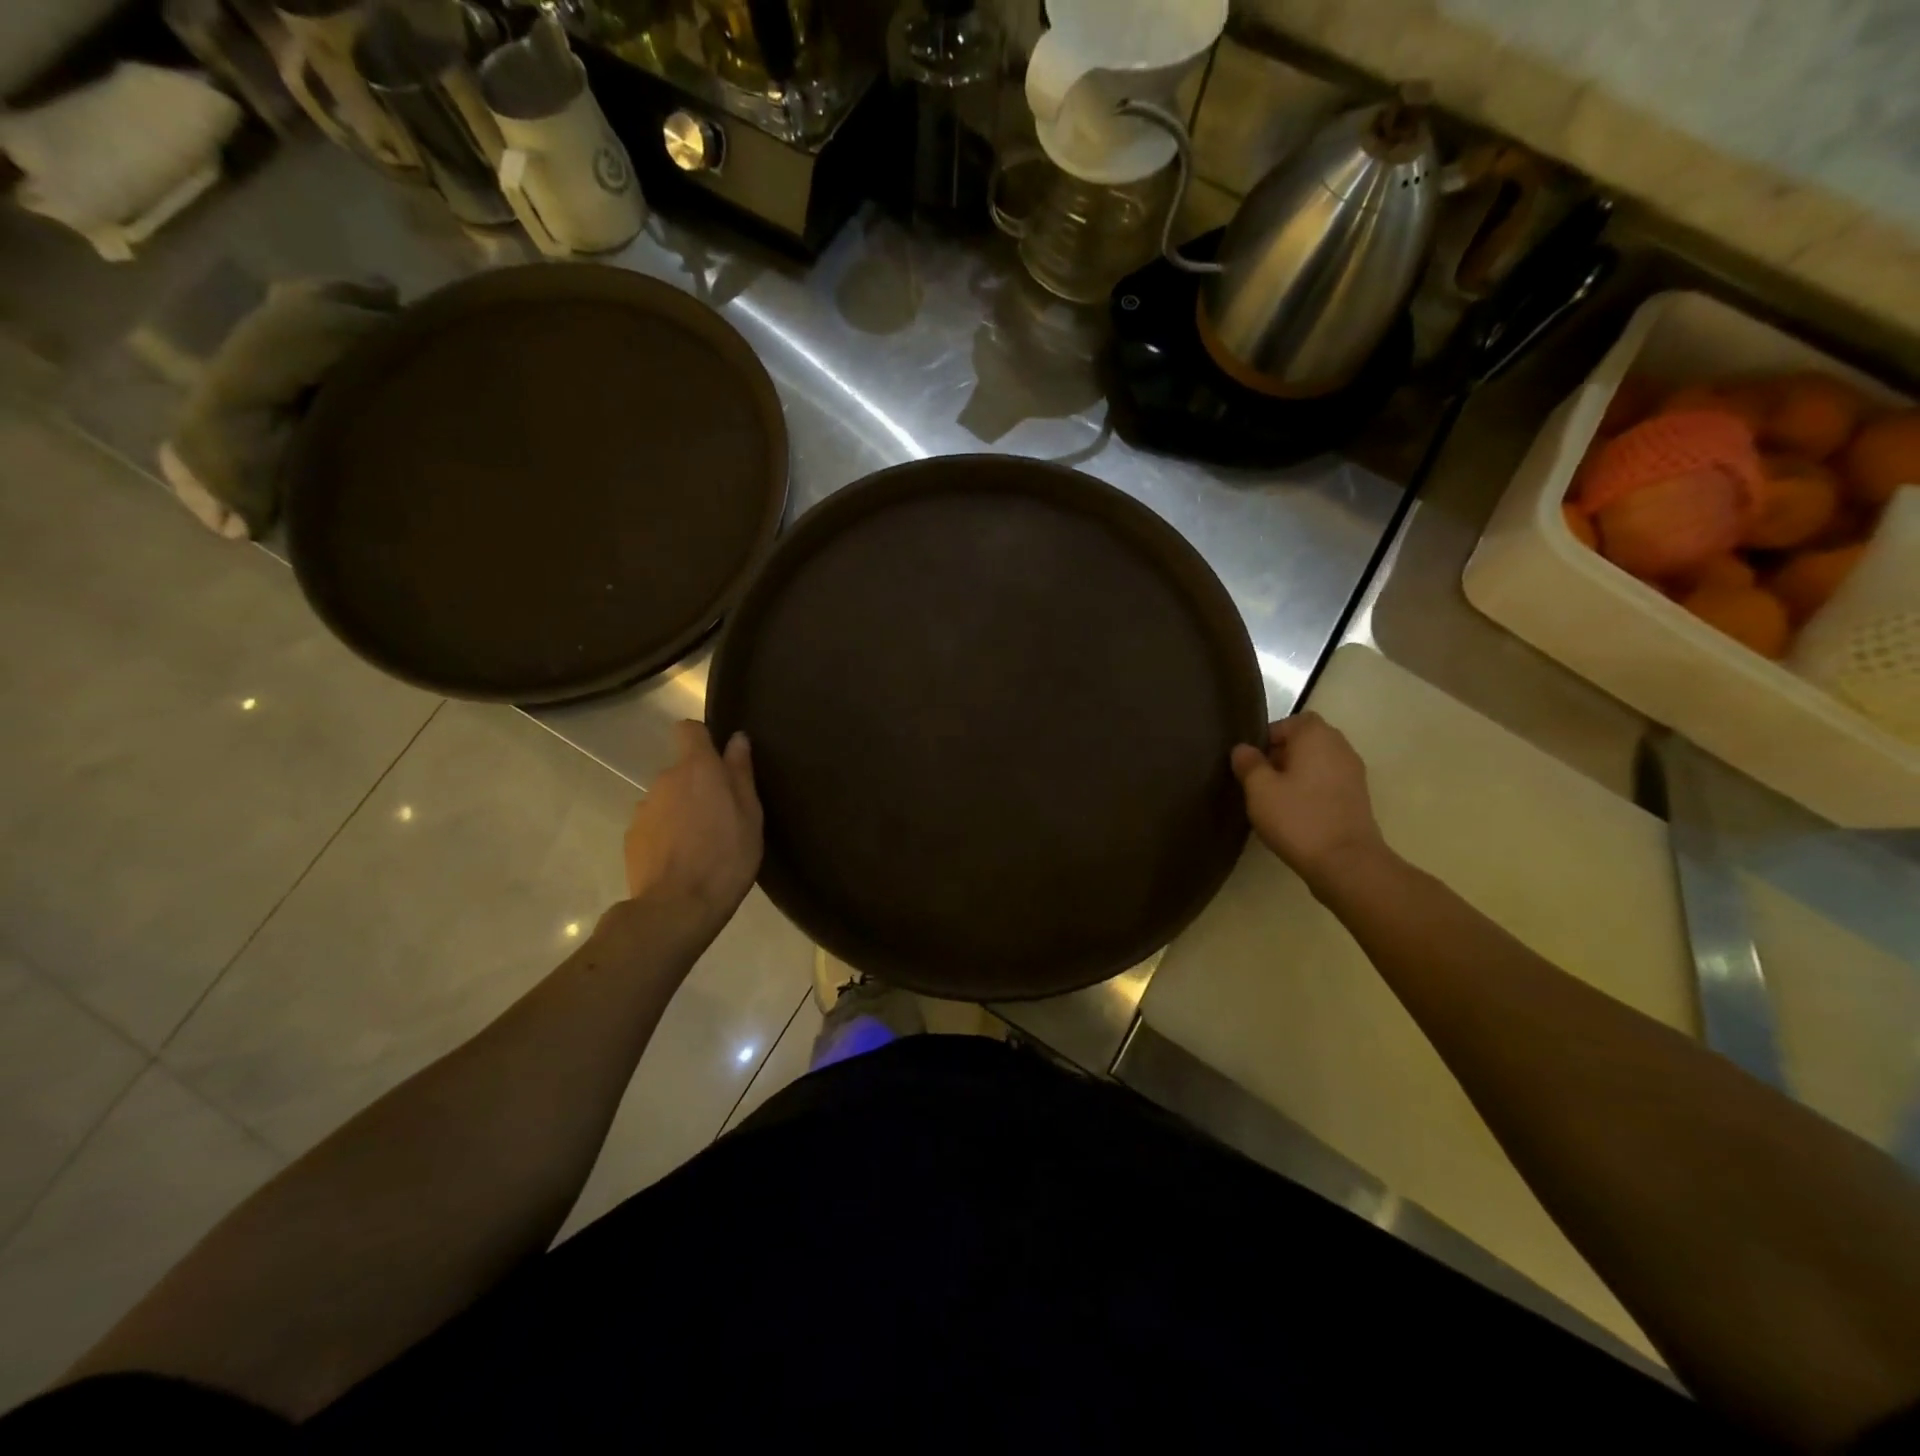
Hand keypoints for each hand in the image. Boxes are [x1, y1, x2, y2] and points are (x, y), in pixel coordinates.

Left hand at [622, 722, 762, 921]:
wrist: (677, 907)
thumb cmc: (726, 856)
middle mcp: (664, 779)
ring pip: (667, 799)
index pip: (689, 730)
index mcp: (697, 769)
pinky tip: (681, 860)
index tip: (719, 761)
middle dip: (698, 786)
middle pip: (682, 770)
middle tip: (722, 817)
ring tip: (701, 843)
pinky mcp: (632, 837)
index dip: (703, 739)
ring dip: (682, 811)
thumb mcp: (749, 815)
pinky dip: (666, 834)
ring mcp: (643, 809)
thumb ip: (740, 773)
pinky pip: (654, 824)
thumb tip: (736, 739)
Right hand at [1230, 713, 1386, 890]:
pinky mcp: (1358, 797)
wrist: (1345, 862)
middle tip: (1261, 779)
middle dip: (1282, 754)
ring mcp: (1353, 773)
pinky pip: (1329, 781)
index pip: (1291, 721)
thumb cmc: (1298, 818)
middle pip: (1307, 739)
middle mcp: (1340, 747)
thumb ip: (1249, 764)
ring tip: (1276, 797)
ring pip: (1319, 761)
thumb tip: (1243, 749)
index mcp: (1316, 736)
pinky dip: (1312, 788)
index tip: (1252, 761)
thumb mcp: (1259, 790)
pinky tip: (1296, 812)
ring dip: (1298, 772)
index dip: (1269, 737)